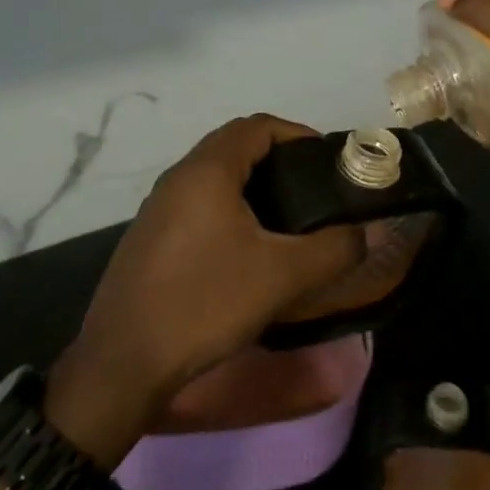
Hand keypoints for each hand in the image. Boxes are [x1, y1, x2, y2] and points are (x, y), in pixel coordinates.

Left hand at [46, 115, 362, 466]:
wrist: (122, 363)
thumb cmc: (205, 303)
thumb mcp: (282, 277)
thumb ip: (334, 250)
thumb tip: (367, 233)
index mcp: (207, 171)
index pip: (258, 126)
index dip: (297, 134)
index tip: (327, 161)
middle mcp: (178, 178)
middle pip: (235, 146)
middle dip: (278, 158)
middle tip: (312, 189)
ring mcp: (157, 208)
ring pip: (214, 176)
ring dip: (252, 184)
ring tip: (286, 219)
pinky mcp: (149, 238)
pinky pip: (197, 203)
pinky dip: (228, 208)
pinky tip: (245, 249)